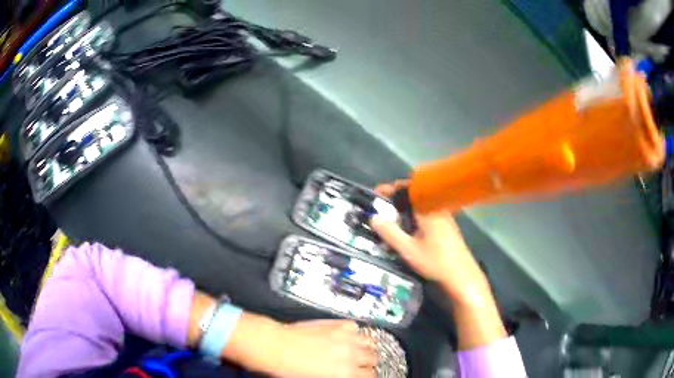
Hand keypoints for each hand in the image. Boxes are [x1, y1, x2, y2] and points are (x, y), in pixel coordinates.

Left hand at [270, 320, 376, 377]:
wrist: (275, 346)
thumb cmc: (289, 368)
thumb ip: (341, 377)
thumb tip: (347, 375)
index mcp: (345, 373)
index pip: (371, 375)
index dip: (368, 376)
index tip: (366, 375)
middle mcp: (350, 355)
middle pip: (374, 358)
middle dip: (369, 362)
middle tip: (362, 364)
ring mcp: (345, 337)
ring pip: (370, 341)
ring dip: (367, 346)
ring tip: (360, 349)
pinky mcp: (336, 324)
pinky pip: (354, 325)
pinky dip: (354, 331)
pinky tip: (347, 335)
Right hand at [370, 182, 488, 305]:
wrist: (461, 275)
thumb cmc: (435, 261)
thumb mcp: (408, 249)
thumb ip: (390, 232)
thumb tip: (373, 217)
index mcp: (428, 208)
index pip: (407, 188)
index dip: (391, 189)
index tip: (376, 194)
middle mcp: (436, 207)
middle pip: (413, 196)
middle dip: (395, 200)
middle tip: (380, 209)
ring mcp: (443, 216)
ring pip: (419, 206)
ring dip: (403, 210)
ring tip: (390, 221)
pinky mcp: (445, 226)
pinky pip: (425, 215)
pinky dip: (413, 218)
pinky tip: (406, 232)